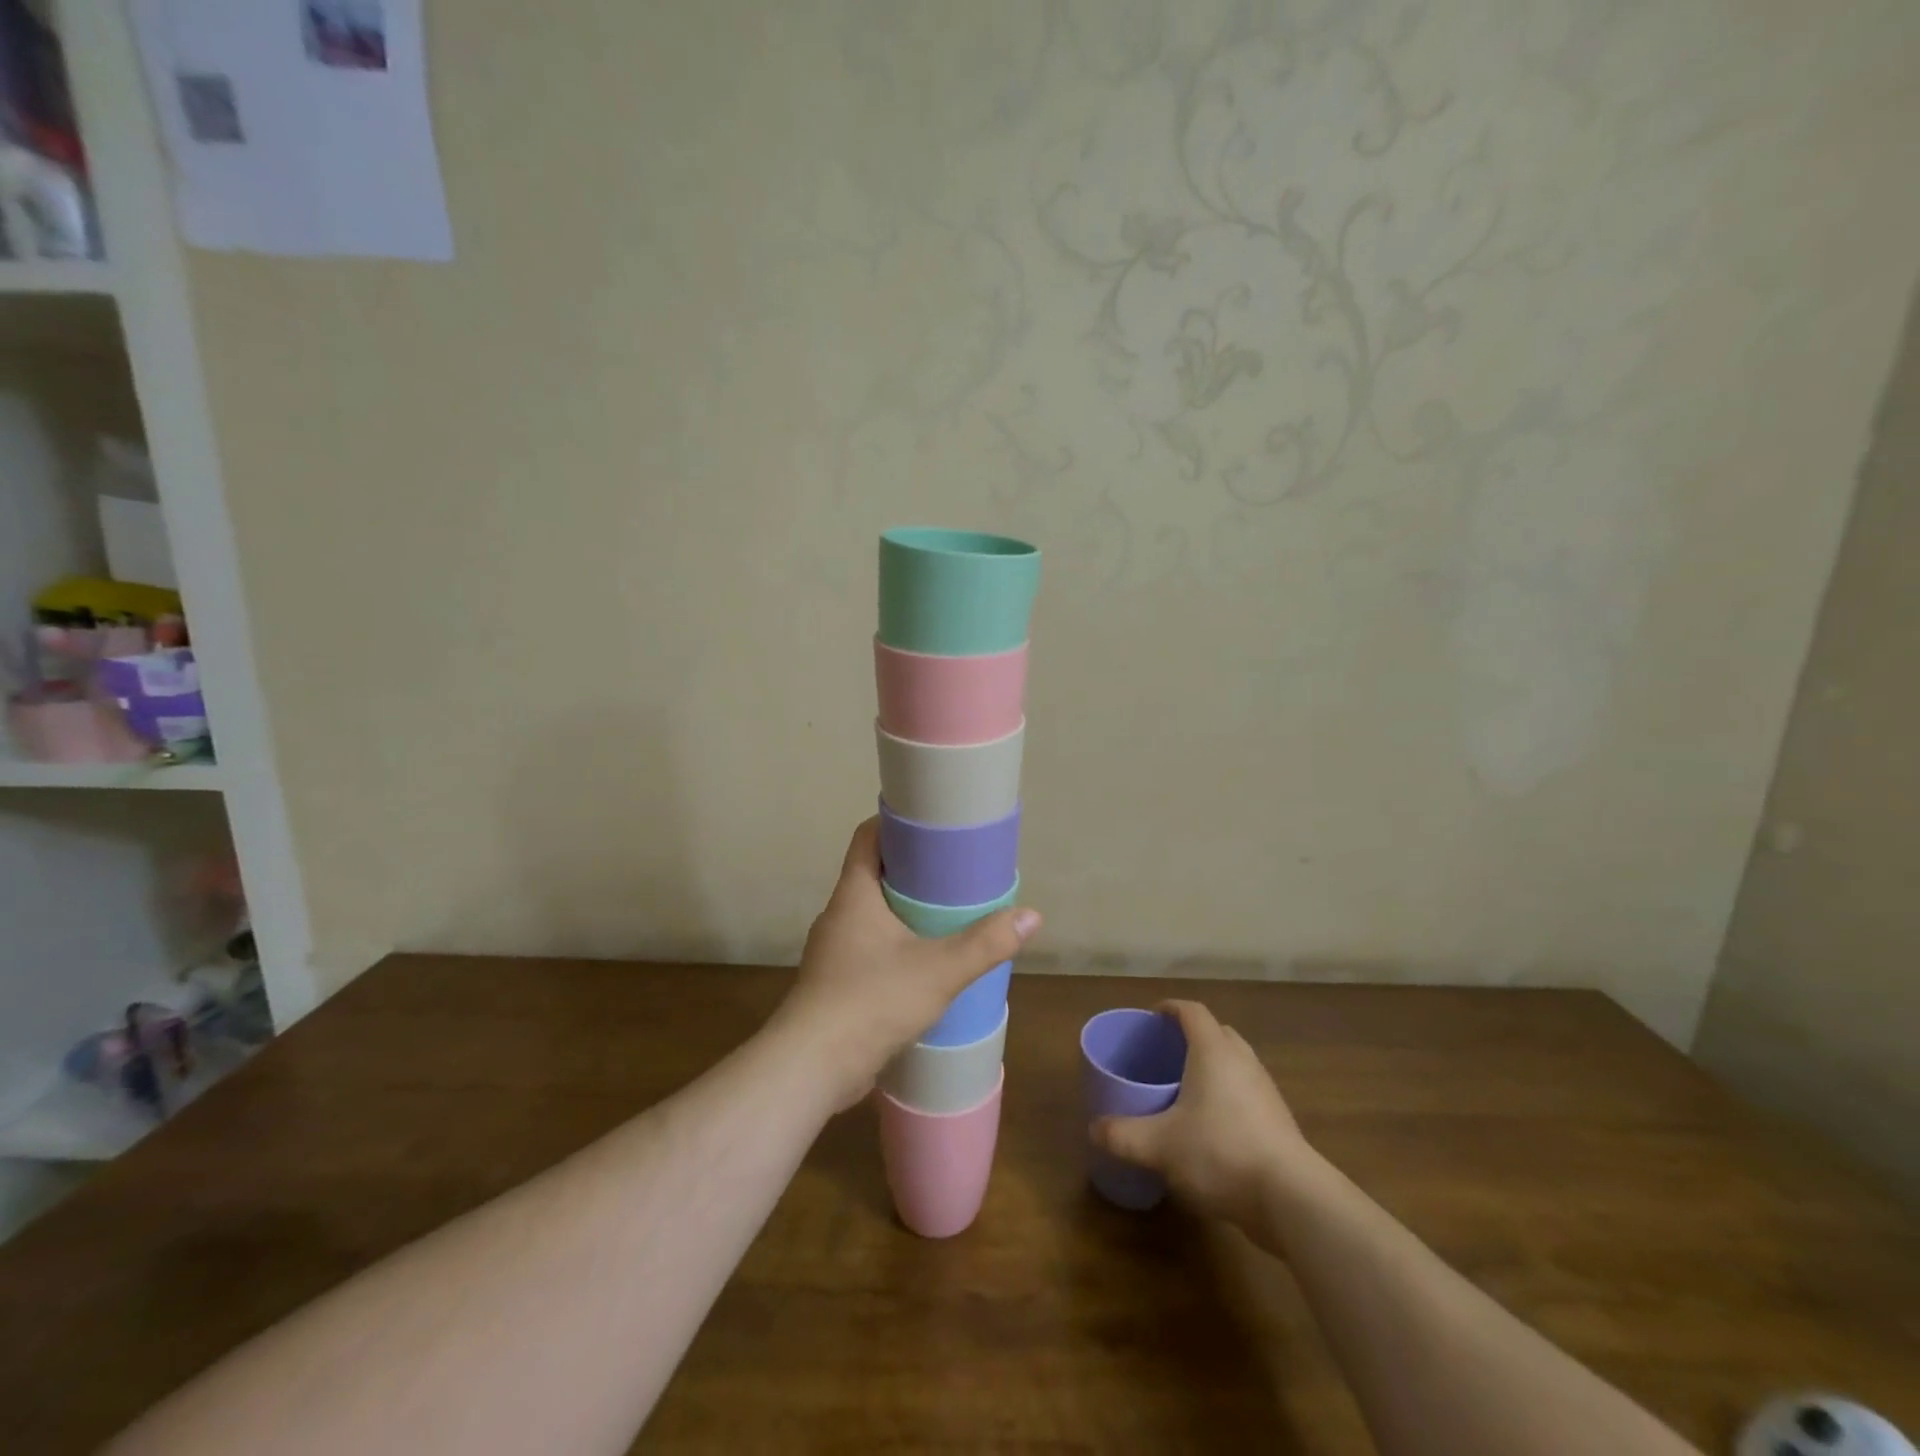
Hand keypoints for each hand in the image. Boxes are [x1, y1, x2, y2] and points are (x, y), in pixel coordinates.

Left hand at [772, 818, 1040, 1107]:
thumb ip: (985, 943)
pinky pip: (869, 949)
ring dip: (904, 911)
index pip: (867, 837)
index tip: (931, 823)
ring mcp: (833, 952)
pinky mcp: (836, 984)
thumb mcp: (939, 970)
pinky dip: (896, 945)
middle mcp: (838, 916)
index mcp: (853, 895)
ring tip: (946, 915)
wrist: (811, 1068)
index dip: (895, 823)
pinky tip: (924, 964)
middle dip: (911, 870)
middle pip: (873, 874)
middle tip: (953, 871)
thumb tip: (1031, 915)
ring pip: (872, 915)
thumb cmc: (871, 1001)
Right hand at [1091, 1000, 1309, 1230]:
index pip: (1192, 1011)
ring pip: (1234, 1063)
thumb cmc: (1220, 1152)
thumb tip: (1094, 1129)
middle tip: (1165, 1054)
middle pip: (1216, 1032)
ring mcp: (1265, 1089)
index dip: (1170, 1008)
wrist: (1291, 1198)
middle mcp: (1242, 1060)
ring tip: (1185, 1089)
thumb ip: (1122, 1135)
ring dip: (1211, 1067)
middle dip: (1190, 1037)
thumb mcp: (1160, 1145)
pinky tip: (1211, 1126)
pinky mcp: (1279, 1120)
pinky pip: (1247, 1091)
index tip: (1152, 1018)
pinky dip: (1227, 1095)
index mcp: (1213, 1050)